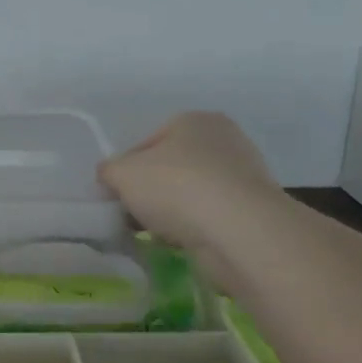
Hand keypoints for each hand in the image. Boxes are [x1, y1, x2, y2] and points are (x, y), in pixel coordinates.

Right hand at [98, 112, 280, 249]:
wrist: (238, 230)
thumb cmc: (176, 187)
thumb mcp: (122, 174)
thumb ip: (108, 171)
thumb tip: (110, 176)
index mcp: (194, 120)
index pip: (147, 143)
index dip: (126, 170)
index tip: (116, 195)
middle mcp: (223, 140)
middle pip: (170, 168)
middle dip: (150, 193)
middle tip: (132, 216)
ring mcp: (243, 175)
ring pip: (189, 194)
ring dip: (171, 213)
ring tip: (155, 233)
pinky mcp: (252, 210)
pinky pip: (209, 217)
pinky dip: (194, 228)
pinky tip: (180, 242)